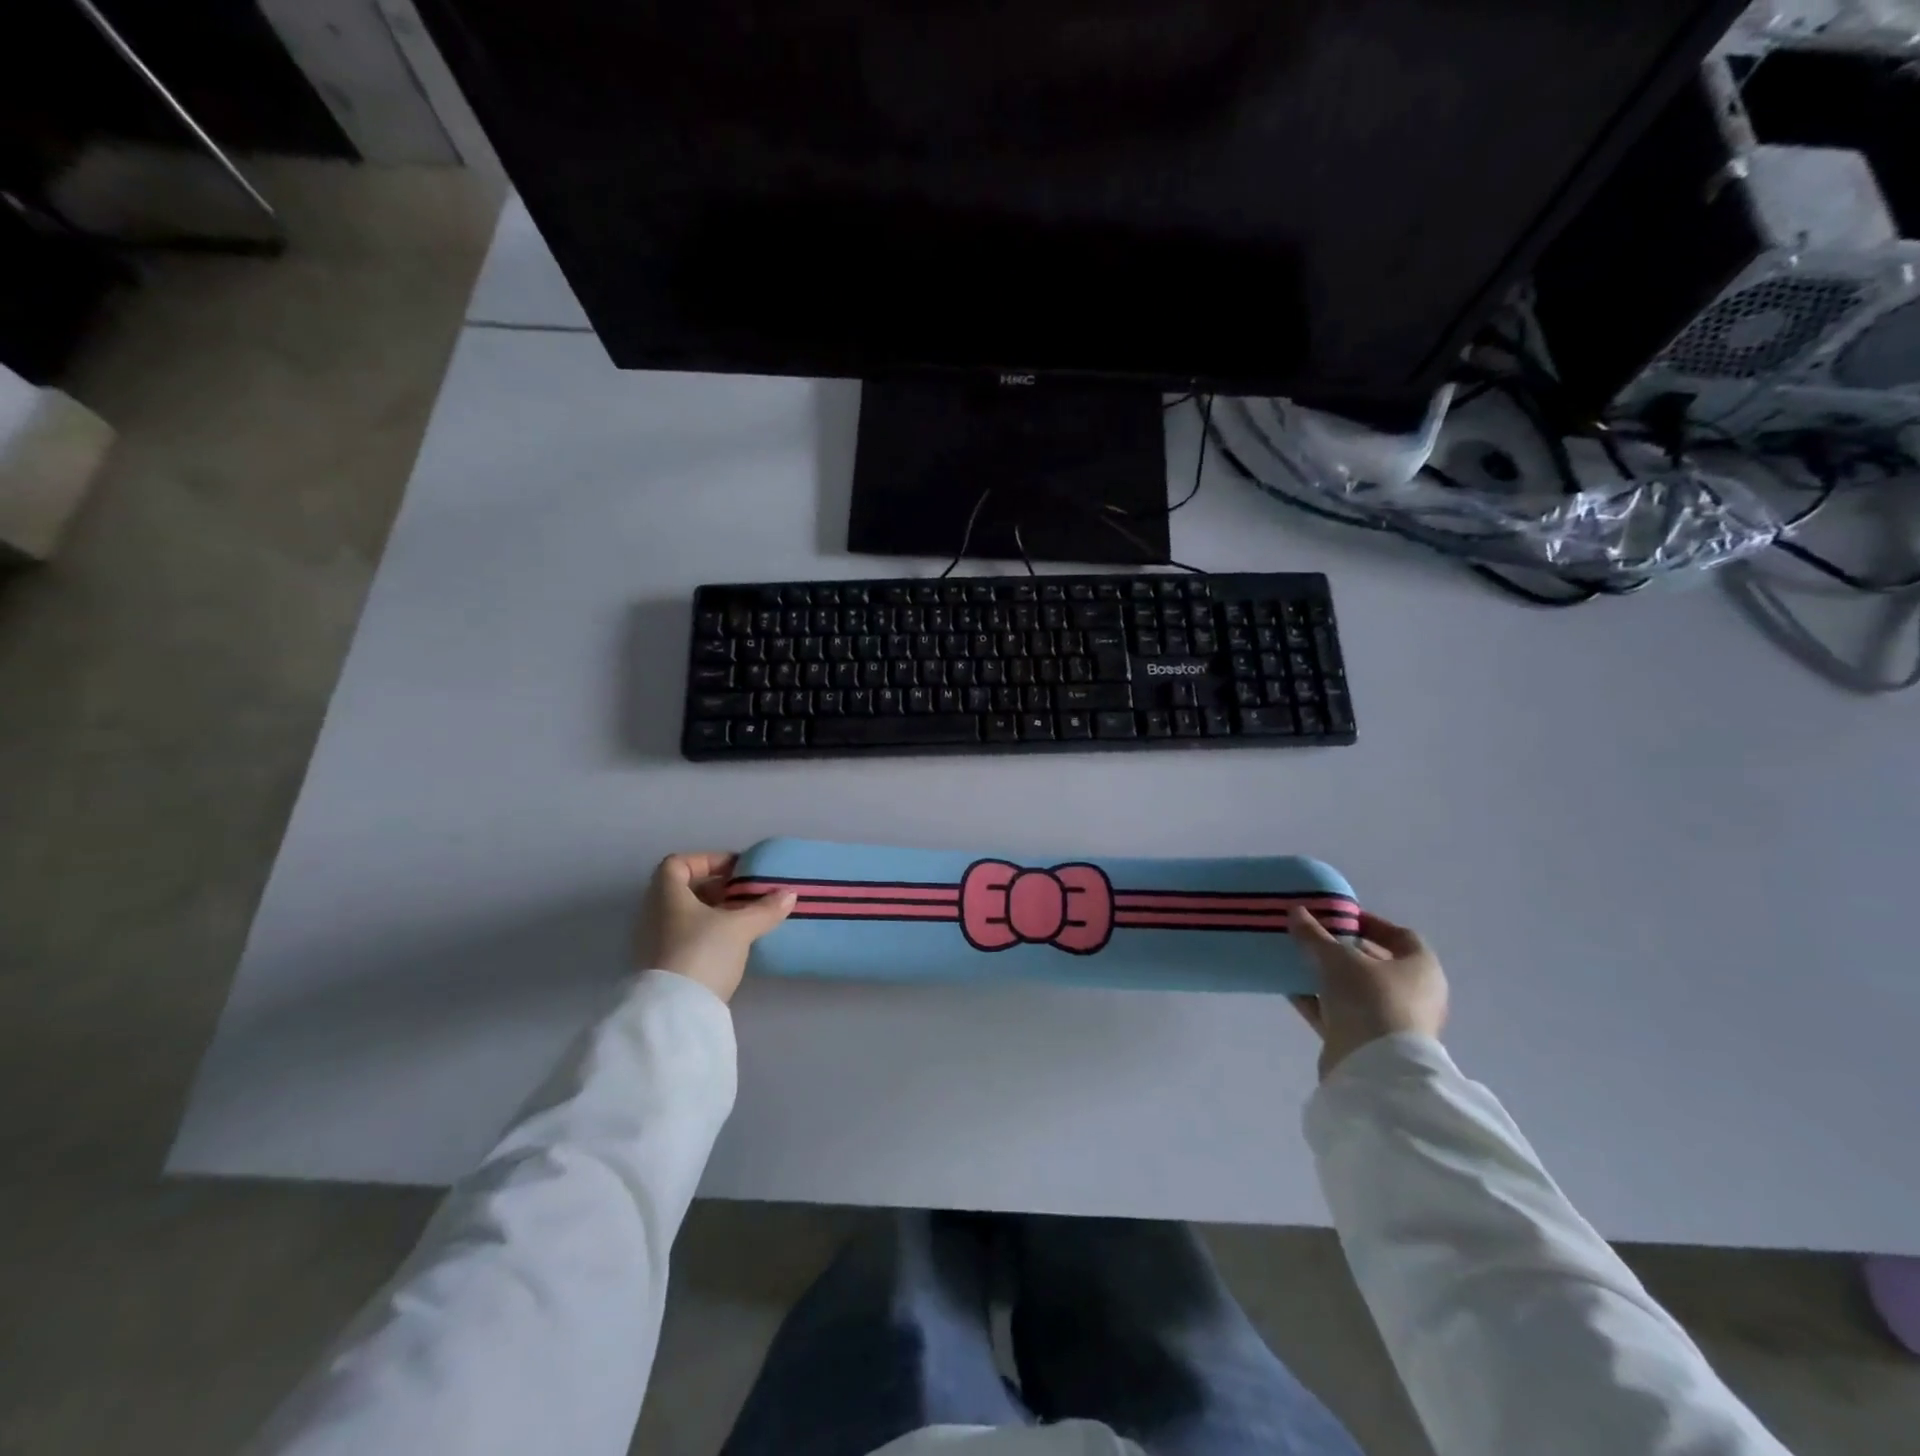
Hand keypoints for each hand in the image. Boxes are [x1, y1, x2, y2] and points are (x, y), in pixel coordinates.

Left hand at [636, 852, 795, 1003]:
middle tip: (744, 895)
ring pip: (685, 916)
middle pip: (682, 890)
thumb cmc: (702, 952)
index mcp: (666, 895)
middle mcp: (654, 914)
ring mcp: (654, 943)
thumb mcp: (740, 927)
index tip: (735, 870)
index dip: (706, 860)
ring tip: (743, 920)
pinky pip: (684, 938)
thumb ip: (764, 908)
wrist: (675, 1012)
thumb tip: (790, 894)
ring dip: (713, 913)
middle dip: (715, 889)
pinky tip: (731, 946)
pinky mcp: (661, 968)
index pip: (677, 863)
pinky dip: (706, 935)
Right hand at [1288, 907, 1448, 1080]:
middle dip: (1344, 950)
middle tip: (1314, 938)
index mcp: (1422, 968)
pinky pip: (1342, 1014)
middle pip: (1376, 964)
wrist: (1376, 1069)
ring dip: (1328, 977)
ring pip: (1356, 991)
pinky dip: (1320, 1002)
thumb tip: (1295, 911)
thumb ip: (1315, 935)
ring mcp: (1393, 1022)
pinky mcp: (1370, 1043)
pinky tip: (1292, 990)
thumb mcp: (1337, 959)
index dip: (1370, 923)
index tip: (1338, 917)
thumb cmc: (1370, 999)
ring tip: (1297, 961)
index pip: (1400, 936)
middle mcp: (1415, 994)